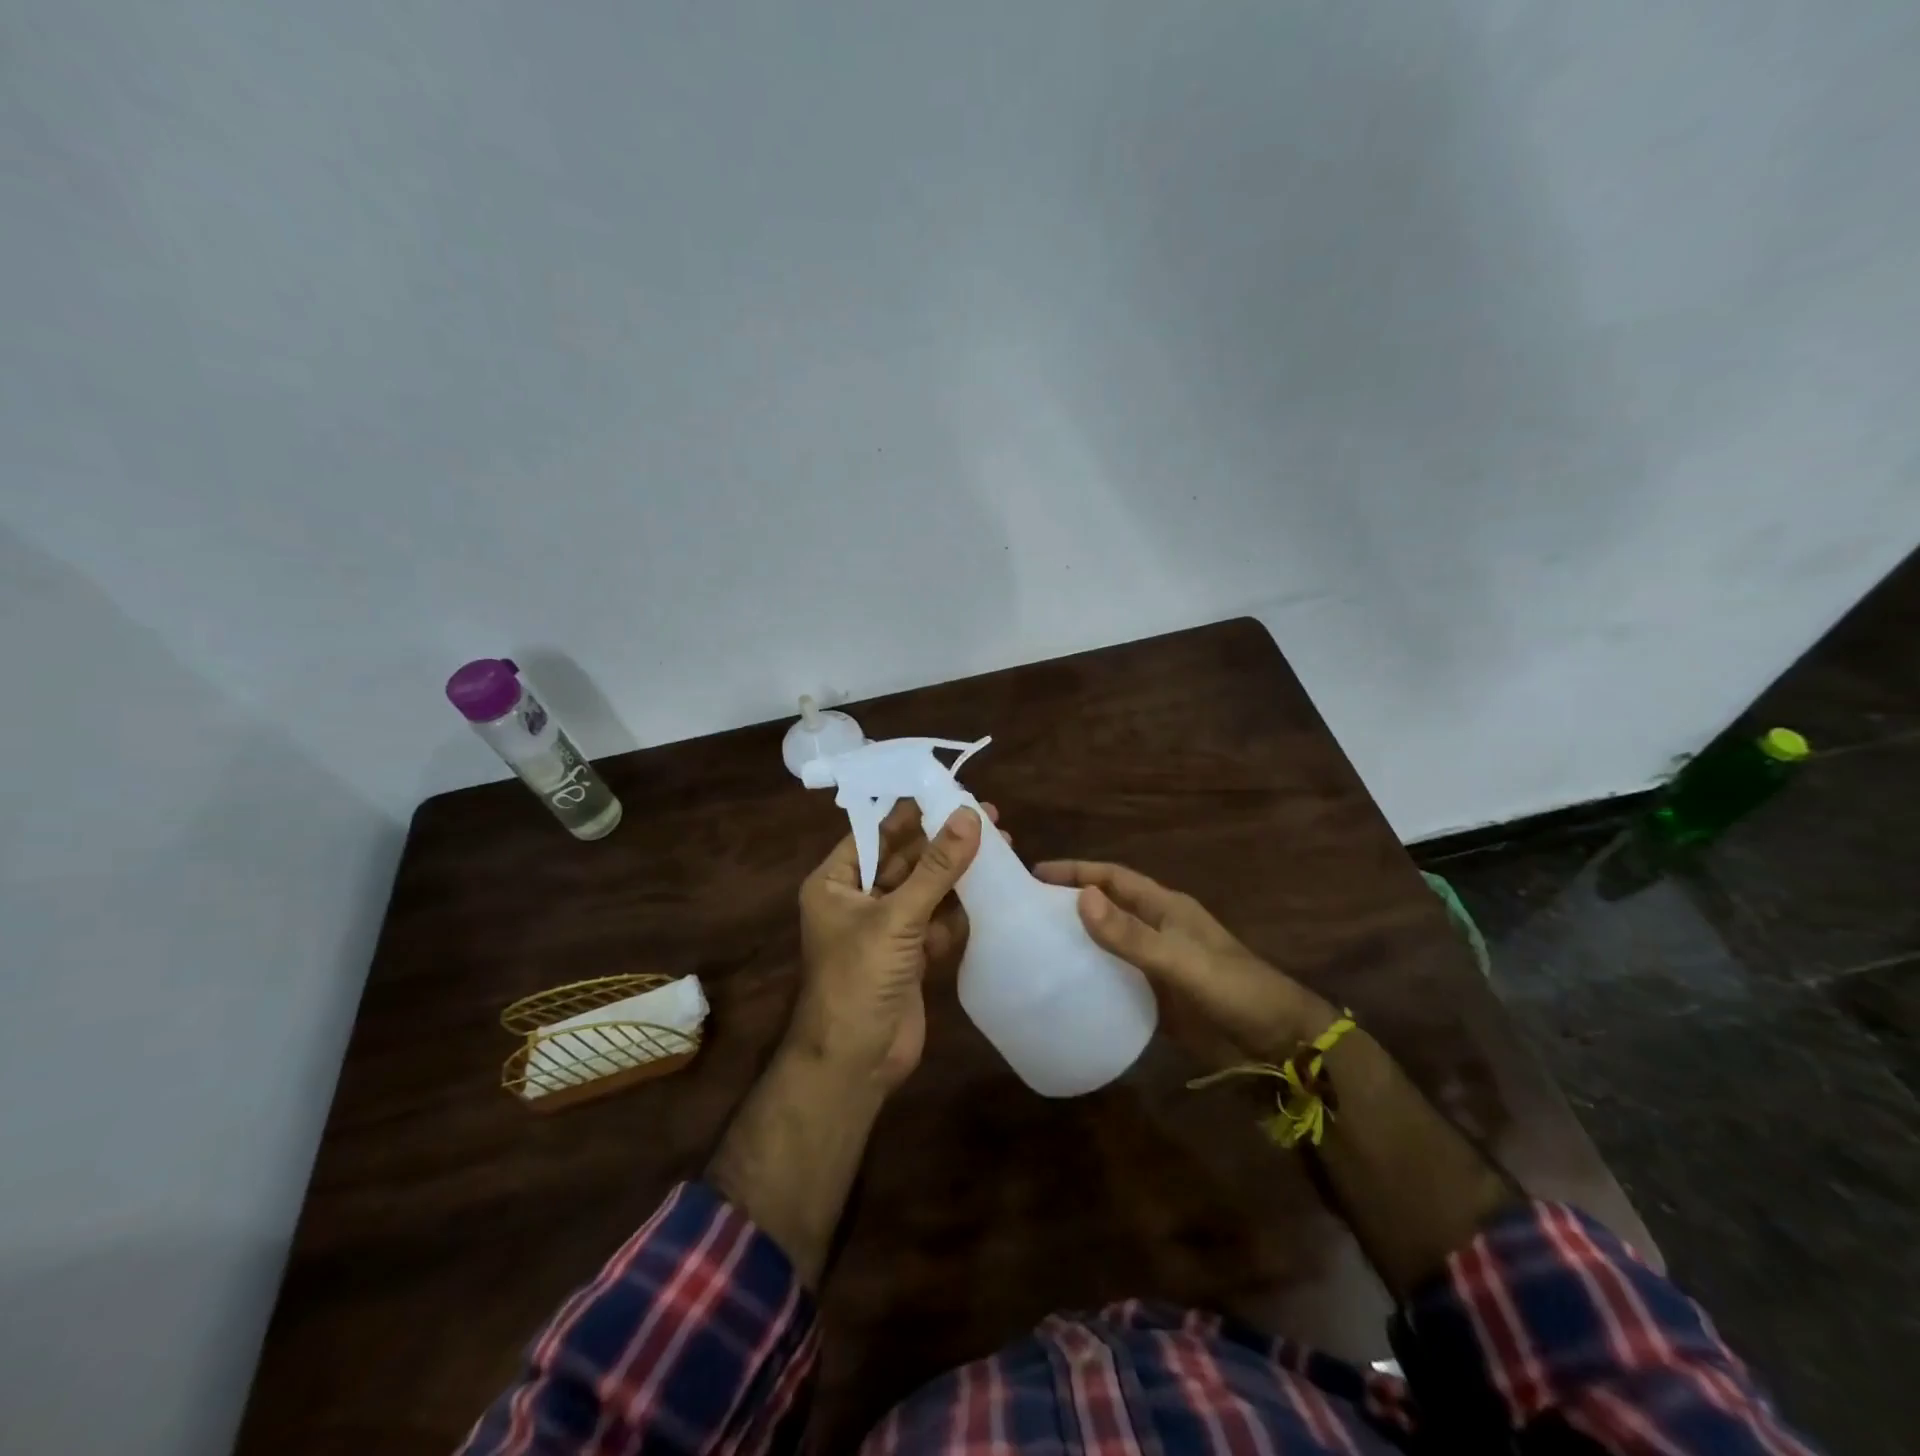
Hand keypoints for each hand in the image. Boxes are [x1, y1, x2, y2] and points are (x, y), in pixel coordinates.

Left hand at [791, 800, 993, 1090]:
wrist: (855, 1063)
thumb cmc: (859, 979)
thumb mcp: (897, 917)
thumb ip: (936, 867)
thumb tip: (969, 815)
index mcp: (836, 883)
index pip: (874, 833)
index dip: (911, 812)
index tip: (950, 790)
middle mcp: (858, 900)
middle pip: (905, 859)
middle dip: (943, 841)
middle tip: (987, 817)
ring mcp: (886, 930)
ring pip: (925, 890)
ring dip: (958, 873)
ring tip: (1001, 845)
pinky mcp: (910, 957)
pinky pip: (938, 922)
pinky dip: (961, 909)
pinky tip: (992, 891)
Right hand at [1033, 859, 1330, 1062]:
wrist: (1278, 1045)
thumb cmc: (1234, 990)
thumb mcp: (1180, 960)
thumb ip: (1131, 934)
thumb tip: (1081, 897)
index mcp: (1166, 908)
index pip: (1113, 878)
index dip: (1077, 872)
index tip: (1036, 873)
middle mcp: (1158, 930)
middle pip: (1107, 908)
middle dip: (1071, 904)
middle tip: (1026, 912)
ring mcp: (1159, 966)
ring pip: (1110, 945)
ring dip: (1079, 942)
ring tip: (1035, 949)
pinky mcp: (1159, 999)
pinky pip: (1118, 981)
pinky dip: (1094, 979)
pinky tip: (1067, 990)